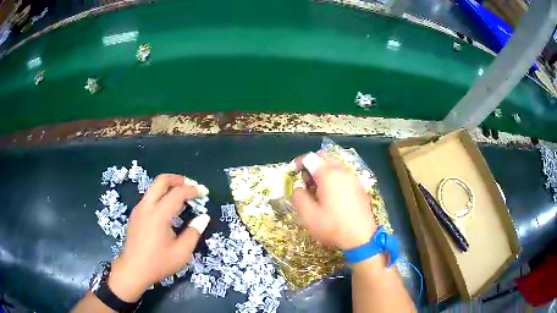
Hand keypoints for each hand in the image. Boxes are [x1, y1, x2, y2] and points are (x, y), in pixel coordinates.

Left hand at [107, 174, 210, 301]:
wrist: (133, 269)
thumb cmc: (158, 263)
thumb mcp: (181, 252)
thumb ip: (194, 233)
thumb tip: (203, 217)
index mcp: (159, 215)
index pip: (177, 193)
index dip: (192, 190)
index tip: (204, 192)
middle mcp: (147, 206)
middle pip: (161, 180)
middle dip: (178, 179)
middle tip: (192, 185)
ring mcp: (139, 209)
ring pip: (154, 187)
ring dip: (169, 186)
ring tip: (182, 194)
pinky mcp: (135, 214)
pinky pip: (149, 196)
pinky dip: (161, 194)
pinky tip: (168, 207)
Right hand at [291, 152, 376, 249]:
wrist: (361, 237)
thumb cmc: (332, 226)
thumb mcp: (308, 215)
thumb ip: (298, 197)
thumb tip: (298, 188)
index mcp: (328, 174)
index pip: (309, 158)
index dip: (298, 163)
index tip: (292, 174)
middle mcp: (342, 170)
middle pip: (324, 157)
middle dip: (312, 165)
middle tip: (306, 183)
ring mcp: (353, 177)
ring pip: (334, 165)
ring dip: (323, 172)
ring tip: (318, 191)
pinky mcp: (359, 186)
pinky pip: (343, 174)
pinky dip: (334, 178)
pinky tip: (332, 196)